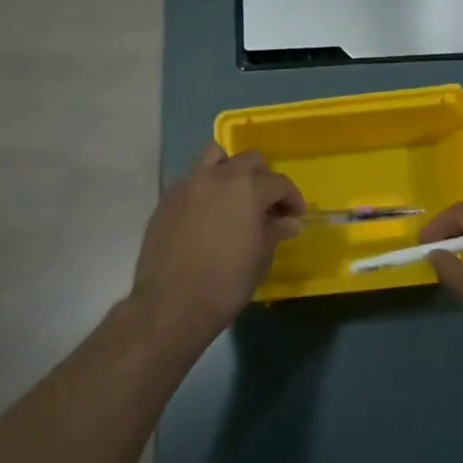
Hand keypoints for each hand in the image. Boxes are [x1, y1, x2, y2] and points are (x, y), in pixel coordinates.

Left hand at [131, 145, 303, 343]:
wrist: (171, 305)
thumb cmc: (226, 283)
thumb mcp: (260, 257)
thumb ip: (275, 231)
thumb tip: (289, 221)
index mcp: (248, 188)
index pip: (279, 183)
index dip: (292, 199)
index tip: (295, 216)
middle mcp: (218, 177)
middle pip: (249, 161)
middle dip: (264, 179)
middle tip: (267, 205)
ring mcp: (188, 185)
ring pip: (214, 157)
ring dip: (230, 170)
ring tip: (234, 197)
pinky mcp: (166, 200)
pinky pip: (191, 181)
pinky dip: (205, 189)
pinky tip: (206, 215)